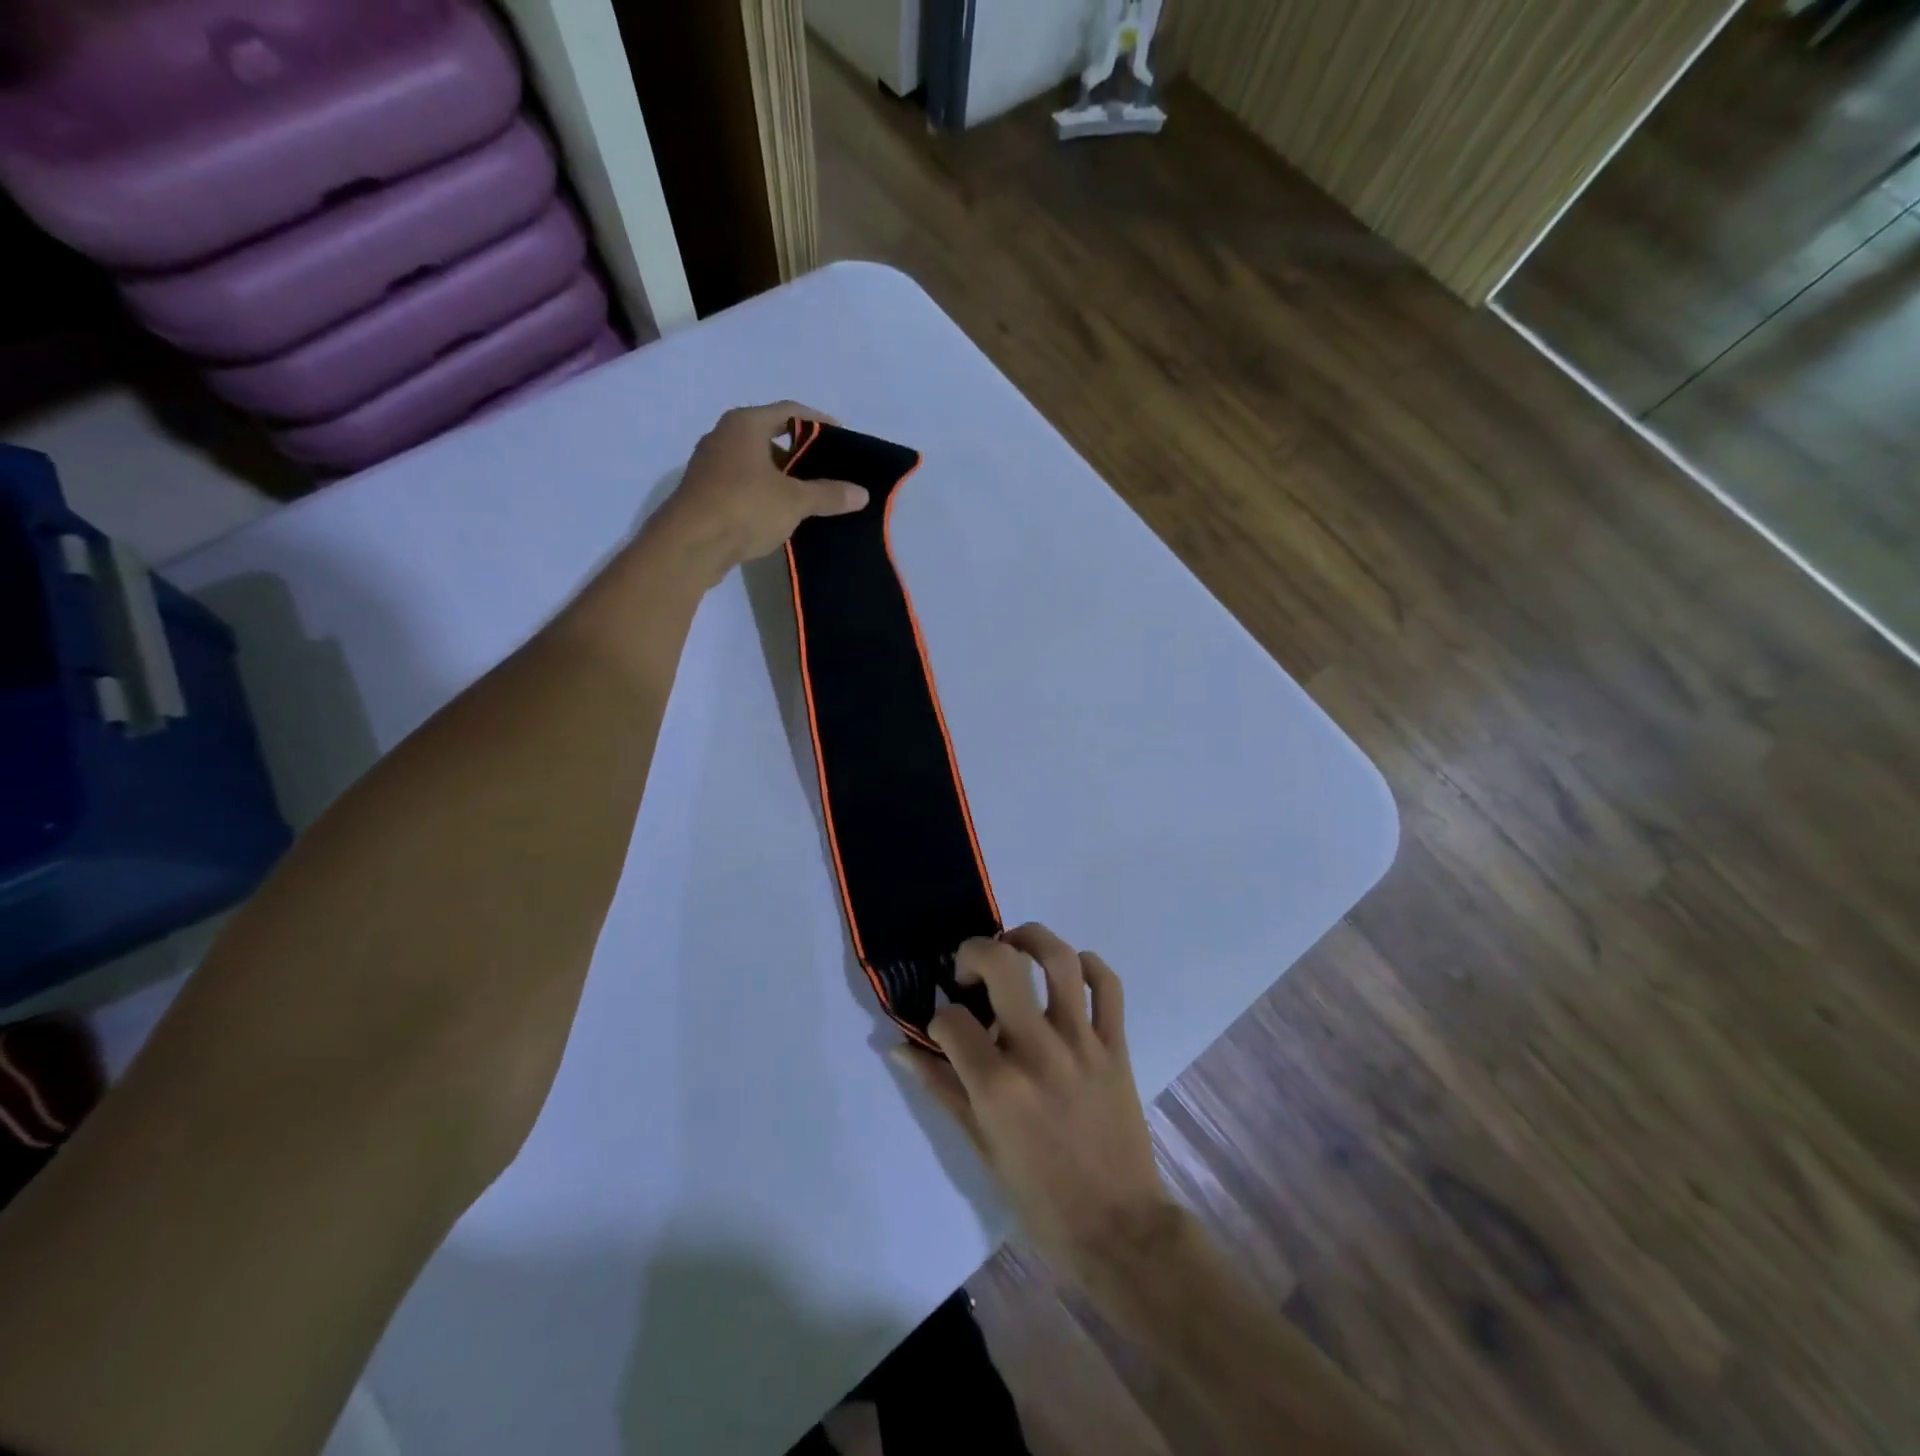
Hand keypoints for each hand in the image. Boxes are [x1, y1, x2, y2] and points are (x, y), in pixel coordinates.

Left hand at [651, 402, 866, 584]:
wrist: (690, 545)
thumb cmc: (744, 507)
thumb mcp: (795, 501)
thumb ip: (829, 494)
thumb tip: (862, 493)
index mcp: (745, 424)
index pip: (789, 411)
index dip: (818, 422)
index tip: (841, 438)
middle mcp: (724, 436)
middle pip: (770, 436)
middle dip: (800, 453)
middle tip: (828, 470)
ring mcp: (710, 465)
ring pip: (755, 463)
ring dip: (781, 476)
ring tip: (810, 495)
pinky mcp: (704, 493)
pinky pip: (742, 484)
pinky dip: (764, 493)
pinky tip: (781, 513)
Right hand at [895, 924, 1179, 1282]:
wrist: (1117, 1227)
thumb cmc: (1039, 1196)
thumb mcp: (980, 1147)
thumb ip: (942, 1089)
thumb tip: (902, 1050)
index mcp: (998, 1086)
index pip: (951, 1020)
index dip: (939, 1019)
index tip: (945, 1031)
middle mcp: (1039, 1052)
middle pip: (1004, 965)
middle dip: (975, 952)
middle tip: (969, 970)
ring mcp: (1083, 1044)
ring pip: (1061, 960)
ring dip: (1031, 939)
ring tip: (1014, 947)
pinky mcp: (1116, 1046)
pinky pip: (1108, 986)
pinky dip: (1089, 965)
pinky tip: (1070, 971)